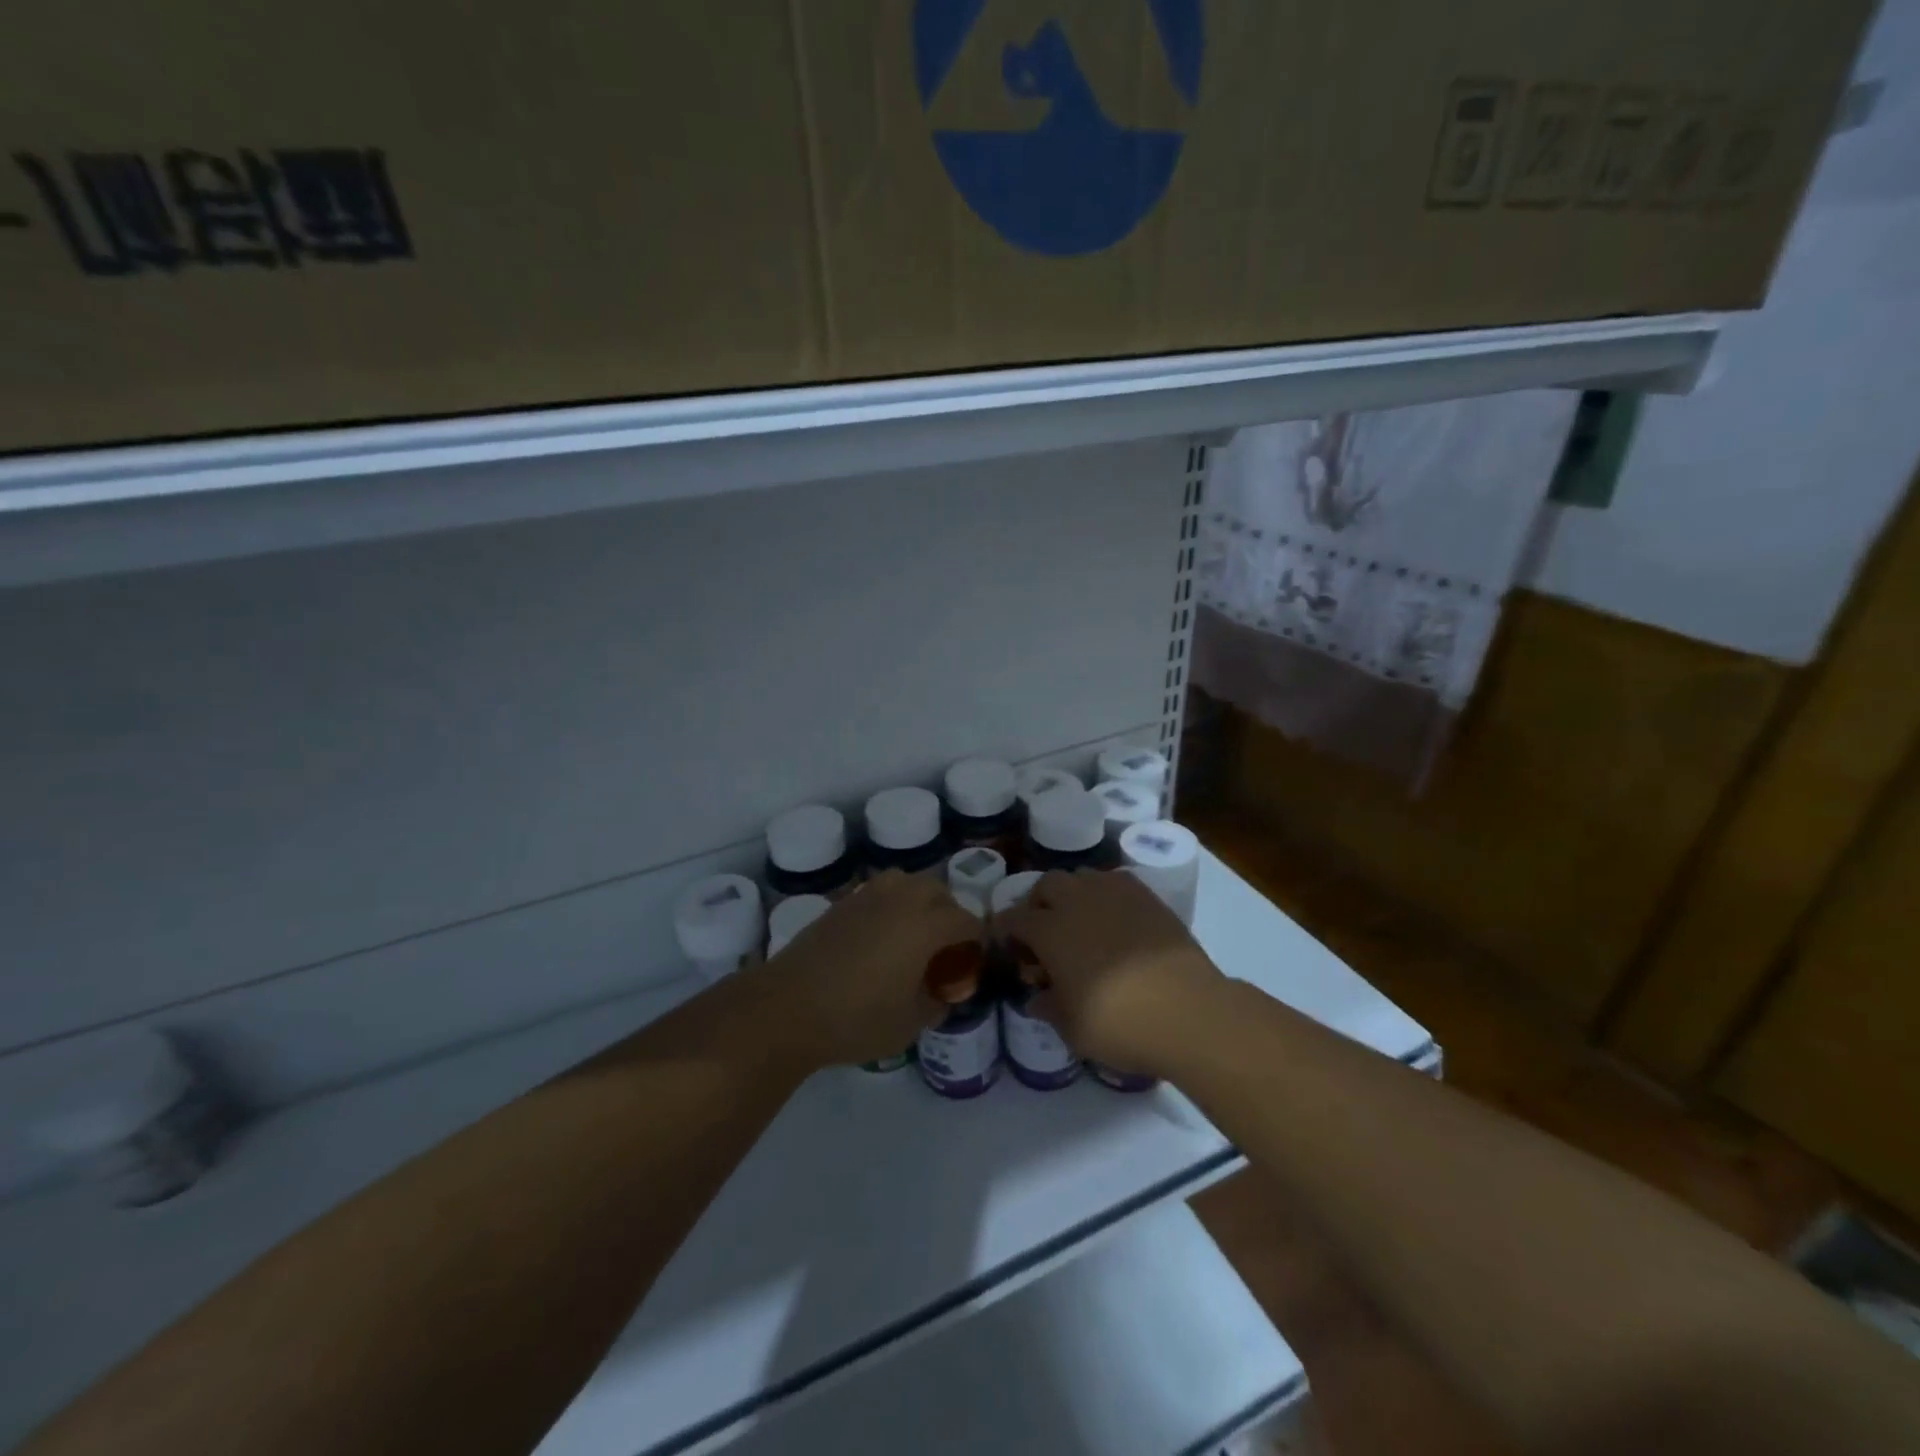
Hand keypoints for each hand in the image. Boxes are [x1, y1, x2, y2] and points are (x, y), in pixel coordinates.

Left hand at [752, 871, 978, 1069]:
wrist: (788, 1007)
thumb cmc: (855, 1019)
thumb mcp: (908, 1025)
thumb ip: (935, 1005)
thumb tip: (943, 995)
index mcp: (924, 926)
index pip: (966, 920)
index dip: (977, 938)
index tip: (975, 959)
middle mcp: (899, 900)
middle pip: (937, 891)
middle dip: (950, 912)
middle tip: (946, 945)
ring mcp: (866, 897)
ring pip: (906, 882)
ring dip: (919, 900)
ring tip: (914, 932)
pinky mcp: (840, 904)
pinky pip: (878, 892)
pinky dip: (891, 905)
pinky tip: (881, 936)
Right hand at [998, 870, 1222, 1075]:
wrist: (1189, 1010)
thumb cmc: (1120, 1023)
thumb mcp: (1073, 1029)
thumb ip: (1049, 1008)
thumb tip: (1038, 998)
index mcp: (1050, 931)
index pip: (1014, 918)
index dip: (1006, 930)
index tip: (1008, 946)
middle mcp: (1077, 902)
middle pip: (1046, 885)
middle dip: (1038, 903)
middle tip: (1045, 932)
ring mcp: (1114, 893)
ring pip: (1081, 876)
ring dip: (1072, 894)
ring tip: (1080, 921)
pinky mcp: (1147, 896)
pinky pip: (1114, 881)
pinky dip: (1105, 893)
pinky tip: (1114, 918)